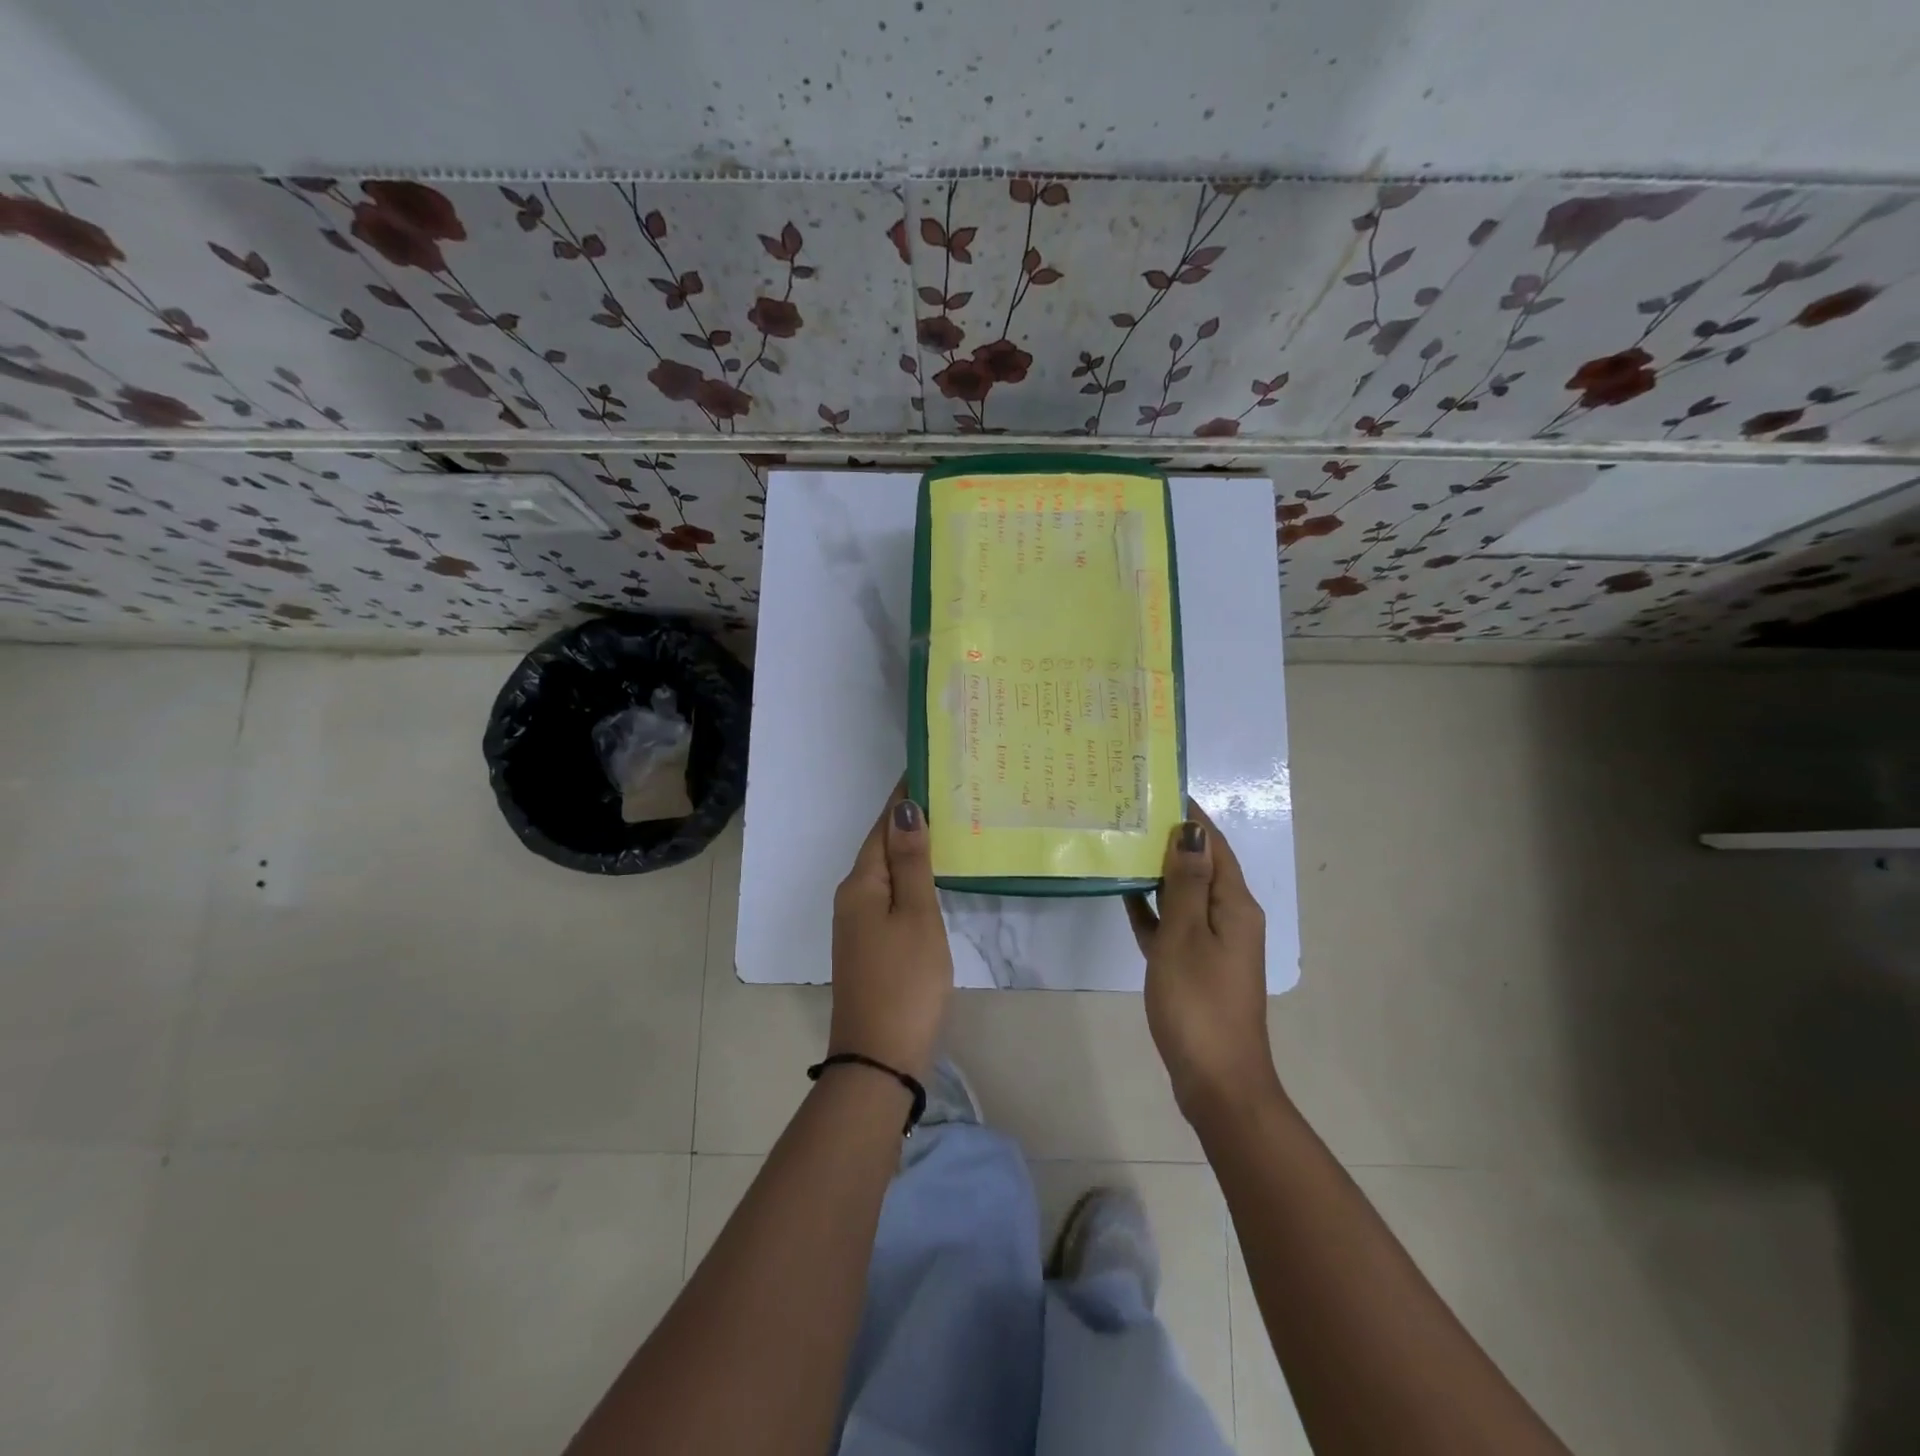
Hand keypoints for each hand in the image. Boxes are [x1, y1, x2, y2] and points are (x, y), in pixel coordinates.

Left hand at [828, 787, 953, 1081]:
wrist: (879, 1057)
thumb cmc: (905, 981)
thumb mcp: (915, 916)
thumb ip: (911, 862)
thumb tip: (905, 809)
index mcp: (861, 884)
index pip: (883, 826)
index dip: (904, 798)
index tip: (928, 767)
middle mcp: (852, 897)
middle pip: (881, 846)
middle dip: (909, 820)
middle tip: (949, 793)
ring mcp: (857, 924)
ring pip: (885, 872)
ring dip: (911, 848)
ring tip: (947, 827)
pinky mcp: (868, 945)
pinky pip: (889, 896)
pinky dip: (910, 878)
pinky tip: (932, 878)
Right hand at [1126, 804, 1279, 1122]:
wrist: (1216, 1081)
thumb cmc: (1199, 1003)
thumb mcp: (1187, 936)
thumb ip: (1188, 883)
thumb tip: (1191, 831)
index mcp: (1236, 906)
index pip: (1215, 846)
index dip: (1191, 817)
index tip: (1159, 788)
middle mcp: (1230, 919)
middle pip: (1201, 868)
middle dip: (1171, 841)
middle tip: (1129, 815)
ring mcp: (1213, 946)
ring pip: (1185, 896)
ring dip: (1159, 874)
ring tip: (1122, 846)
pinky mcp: (1195, 968)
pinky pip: (1175, 926)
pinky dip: (1154, 911)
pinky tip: (1125, 898)